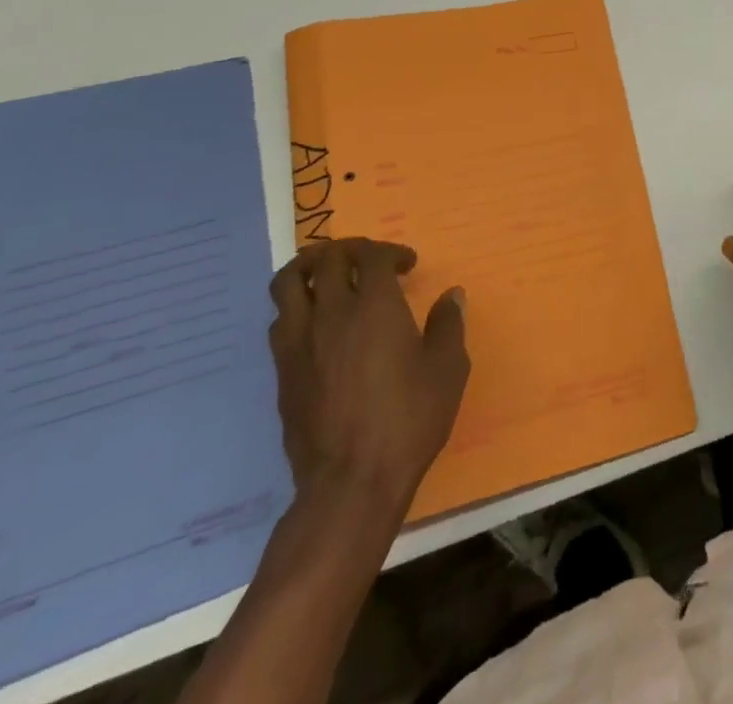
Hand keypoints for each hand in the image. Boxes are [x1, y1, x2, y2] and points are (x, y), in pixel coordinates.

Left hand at [267, 238, 468, 516]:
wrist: (350, 483)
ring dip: (309, 268)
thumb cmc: (408, 420)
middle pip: (327, 258)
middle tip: (368, 260)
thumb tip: (451, 295)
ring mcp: (300, 342)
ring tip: (327, 274)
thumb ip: (448, 324)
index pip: (372, 255)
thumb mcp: (447, 369)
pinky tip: (316, 323)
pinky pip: (281, 320)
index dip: (391, 252)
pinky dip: (297, 307)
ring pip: (288, 283)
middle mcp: (332, 313)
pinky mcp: (282, 372)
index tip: (407, 266)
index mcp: (375, 306)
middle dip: (349, 250)